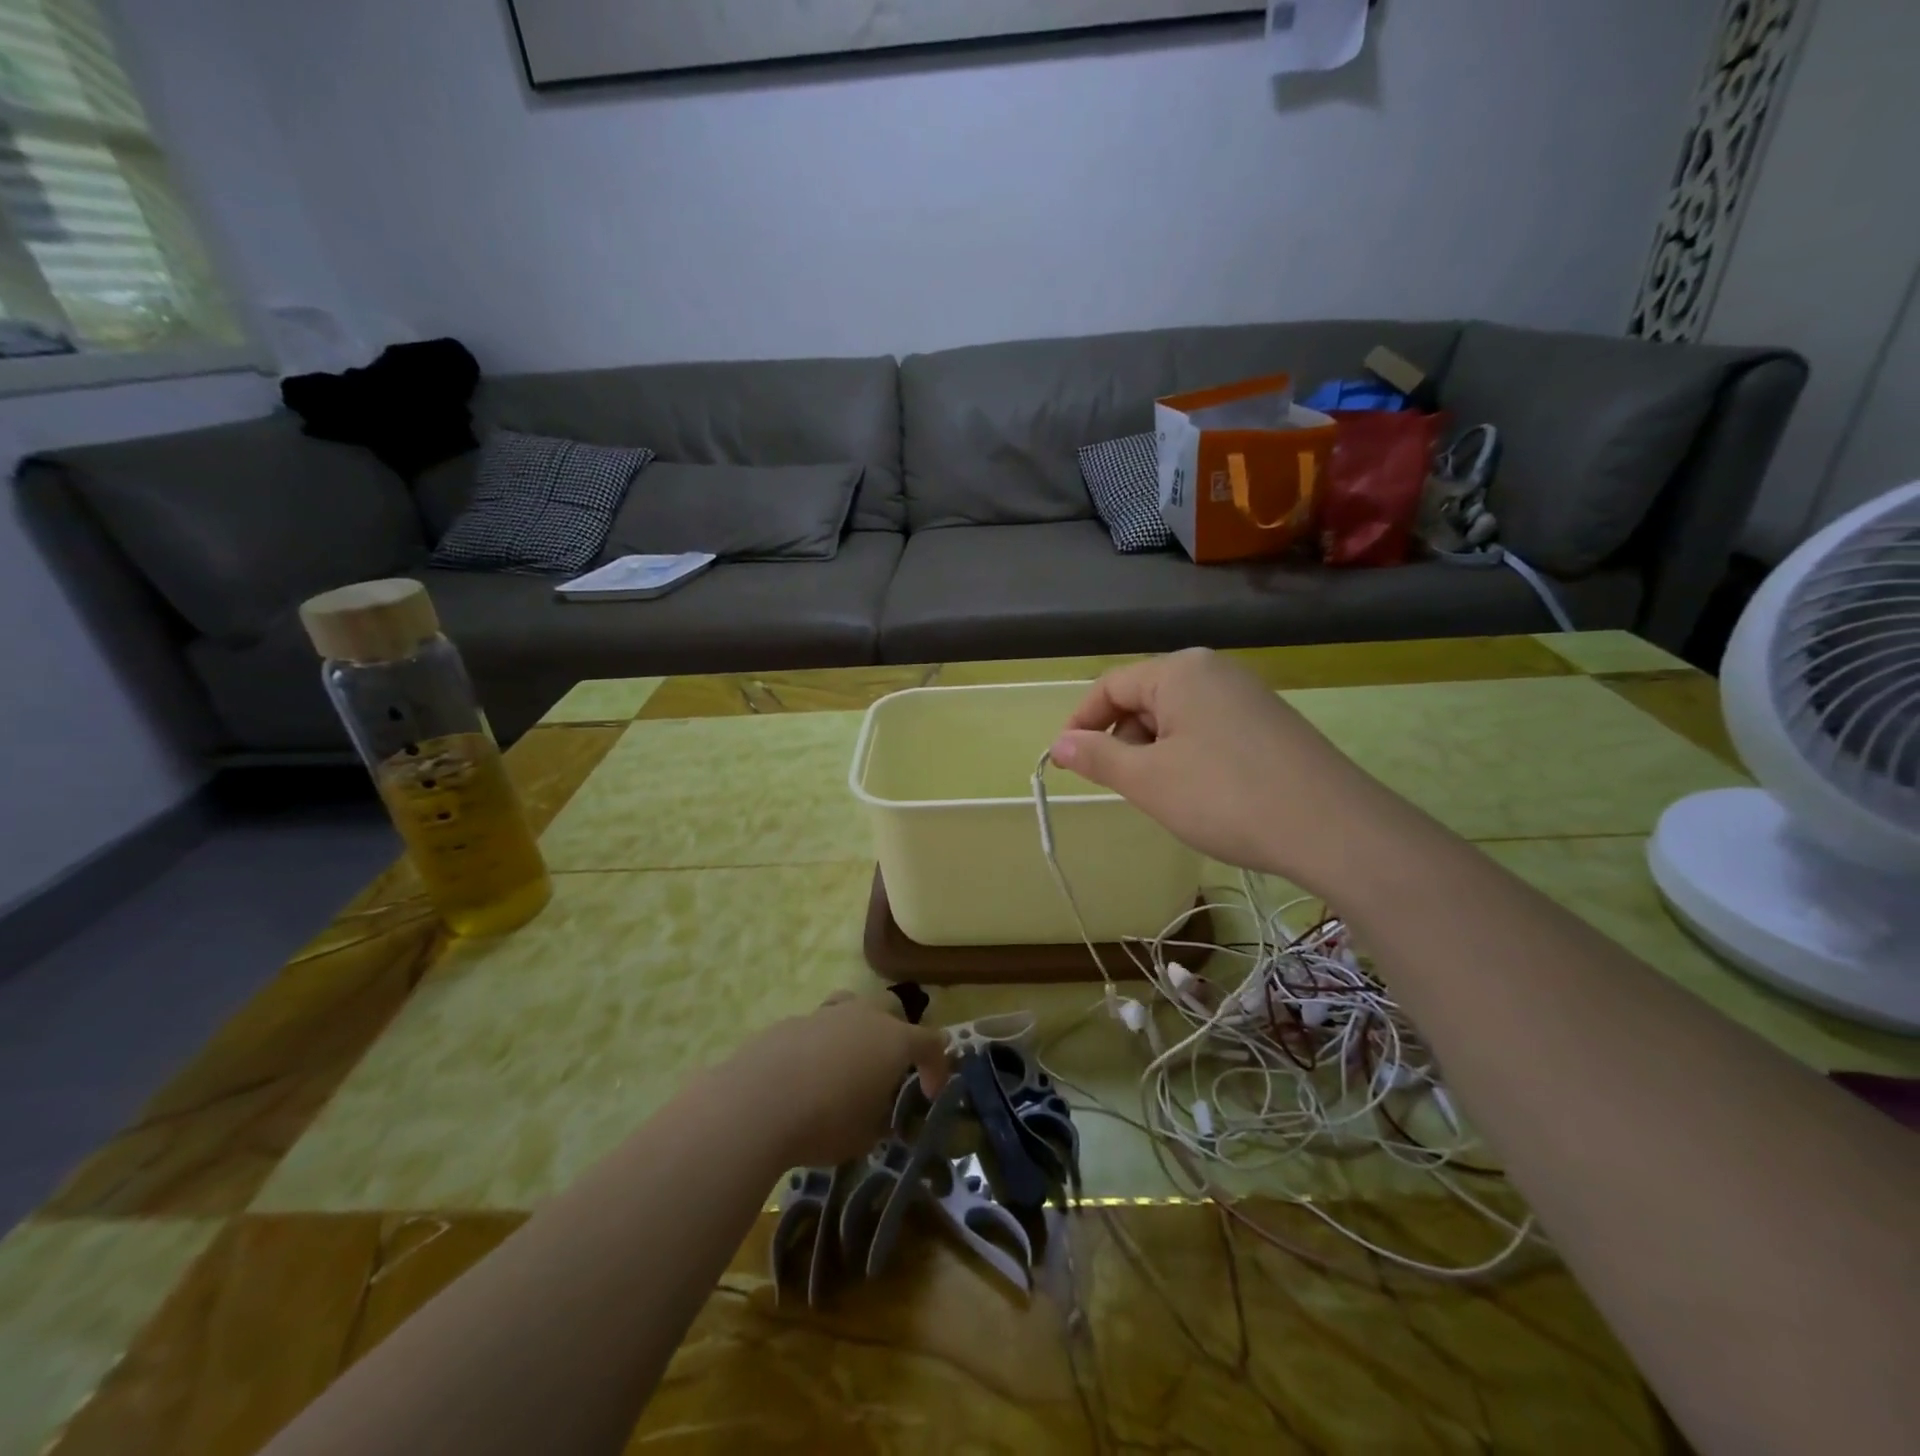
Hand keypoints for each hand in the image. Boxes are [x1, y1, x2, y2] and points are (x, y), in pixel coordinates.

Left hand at [735, 994, 949, 1167]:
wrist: (757, 1103)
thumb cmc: (825, 1122)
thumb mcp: (865, 1136)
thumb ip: (880, 1119)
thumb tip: (878, 1114)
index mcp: (894, 1040)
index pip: (931, 1043)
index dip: (937, 1067)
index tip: (929, 1094)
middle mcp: (864, 1016)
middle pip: (892, 1010)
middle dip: (896, 1035)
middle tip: (887, 1069)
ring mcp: (825, 1014)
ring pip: (851, 1008)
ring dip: (856, 1031)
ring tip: (845, 1064)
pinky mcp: (790, 1022)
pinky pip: (816, 1027)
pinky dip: (819, 1046)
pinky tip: (804, 1076)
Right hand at [1049, 648, 1399, 891]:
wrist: (1333, 828)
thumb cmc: (1224, 796)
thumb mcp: (1148, 780)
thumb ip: (1097, 757)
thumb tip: (1058, 745)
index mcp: (1180, 670)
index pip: (1110, 686)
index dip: (1081, 723)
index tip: (1066, 763)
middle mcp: (1215, 670)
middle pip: (1145, 698)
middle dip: (1123, 740)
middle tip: (1122, 787)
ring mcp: (1247, 695)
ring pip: (1177, 718)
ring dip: (1155, 753)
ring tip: (1164, 796)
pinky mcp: (1270, 723)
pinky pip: (1209, 730)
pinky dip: (1188, 757)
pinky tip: (1201, 794)